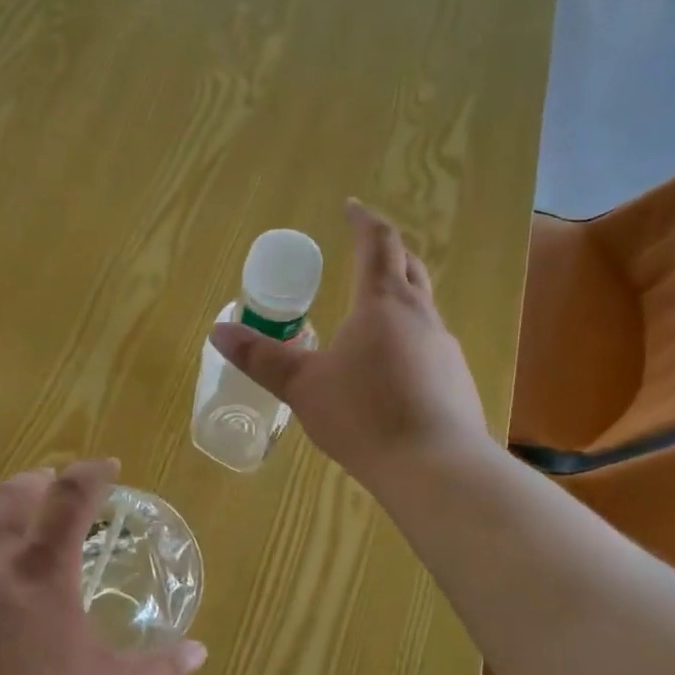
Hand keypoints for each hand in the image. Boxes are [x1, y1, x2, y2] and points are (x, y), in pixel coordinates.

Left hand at [0, 459, 207, 674]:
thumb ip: (158, 670)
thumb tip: (200, 654)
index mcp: (42, 572)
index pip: (69, 499)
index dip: (91, 474)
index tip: (107, 466)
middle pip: (11, 498)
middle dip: (36, 483)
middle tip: (54, 488)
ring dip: (5, 535)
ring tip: (25, 567)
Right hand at [210, 200, 489, 489]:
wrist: (434, 467)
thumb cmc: (363, 415)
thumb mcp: (303, 387)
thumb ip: (262, 358)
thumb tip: (218, 331)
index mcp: (382, 304)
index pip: (378, 245)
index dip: (363, 222)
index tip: (351, 207)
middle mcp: (421, 316)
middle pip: (409, 268)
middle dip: (387, 253)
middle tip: (365, 250)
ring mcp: (444, 349)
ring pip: (423, 307)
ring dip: (400, 297)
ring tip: (372, 314)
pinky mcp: (456, 381)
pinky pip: (430, 345)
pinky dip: (409, 339)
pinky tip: (393, 370)